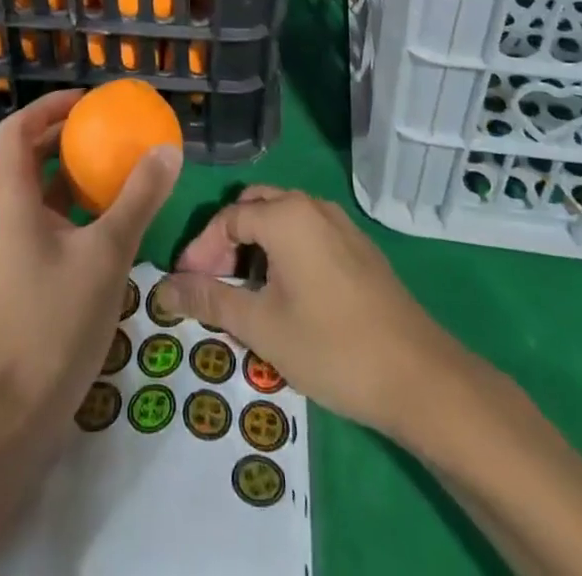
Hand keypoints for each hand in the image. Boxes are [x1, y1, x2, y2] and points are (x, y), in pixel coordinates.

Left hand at [0, 90, 181, 437]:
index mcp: (12, 199)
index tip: (88, 102)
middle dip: (66, 135)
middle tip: (109, 128)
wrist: (20, 411)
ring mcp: (16, 245)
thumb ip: (138, 198)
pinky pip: (51, 219)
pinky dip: (77, 205)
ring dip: (74, 171)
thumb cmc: (57, 320)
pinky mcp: (28, 271)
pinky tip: (113, 217)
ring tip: (117, 165)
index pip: (16, 130)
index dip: (48, 106)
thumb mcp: (108, 252)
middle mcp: (7, 214)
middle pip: (28, 154)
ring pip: (41, 189)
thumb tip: (167, 149)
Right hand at [159, 187, 462, 437]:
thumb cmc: (330, 346)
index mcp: (285, 215)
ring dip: (257, 245)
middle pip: (255, 207)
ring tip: (245, 293)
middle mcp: (312, 206)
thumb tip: (165, 288)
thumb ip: (210, 301)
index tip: (185, 285)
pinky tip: (286, 294)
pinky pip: (308, 232)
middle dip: (228, 241)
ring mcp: (340, 224)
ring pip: (283, 218)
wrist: (417, 375)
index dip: (201, 251)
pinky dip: (285, 250)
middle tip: (214, 283)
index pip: (227, 218)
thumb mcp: (262, 327)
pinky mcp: (359, 246)